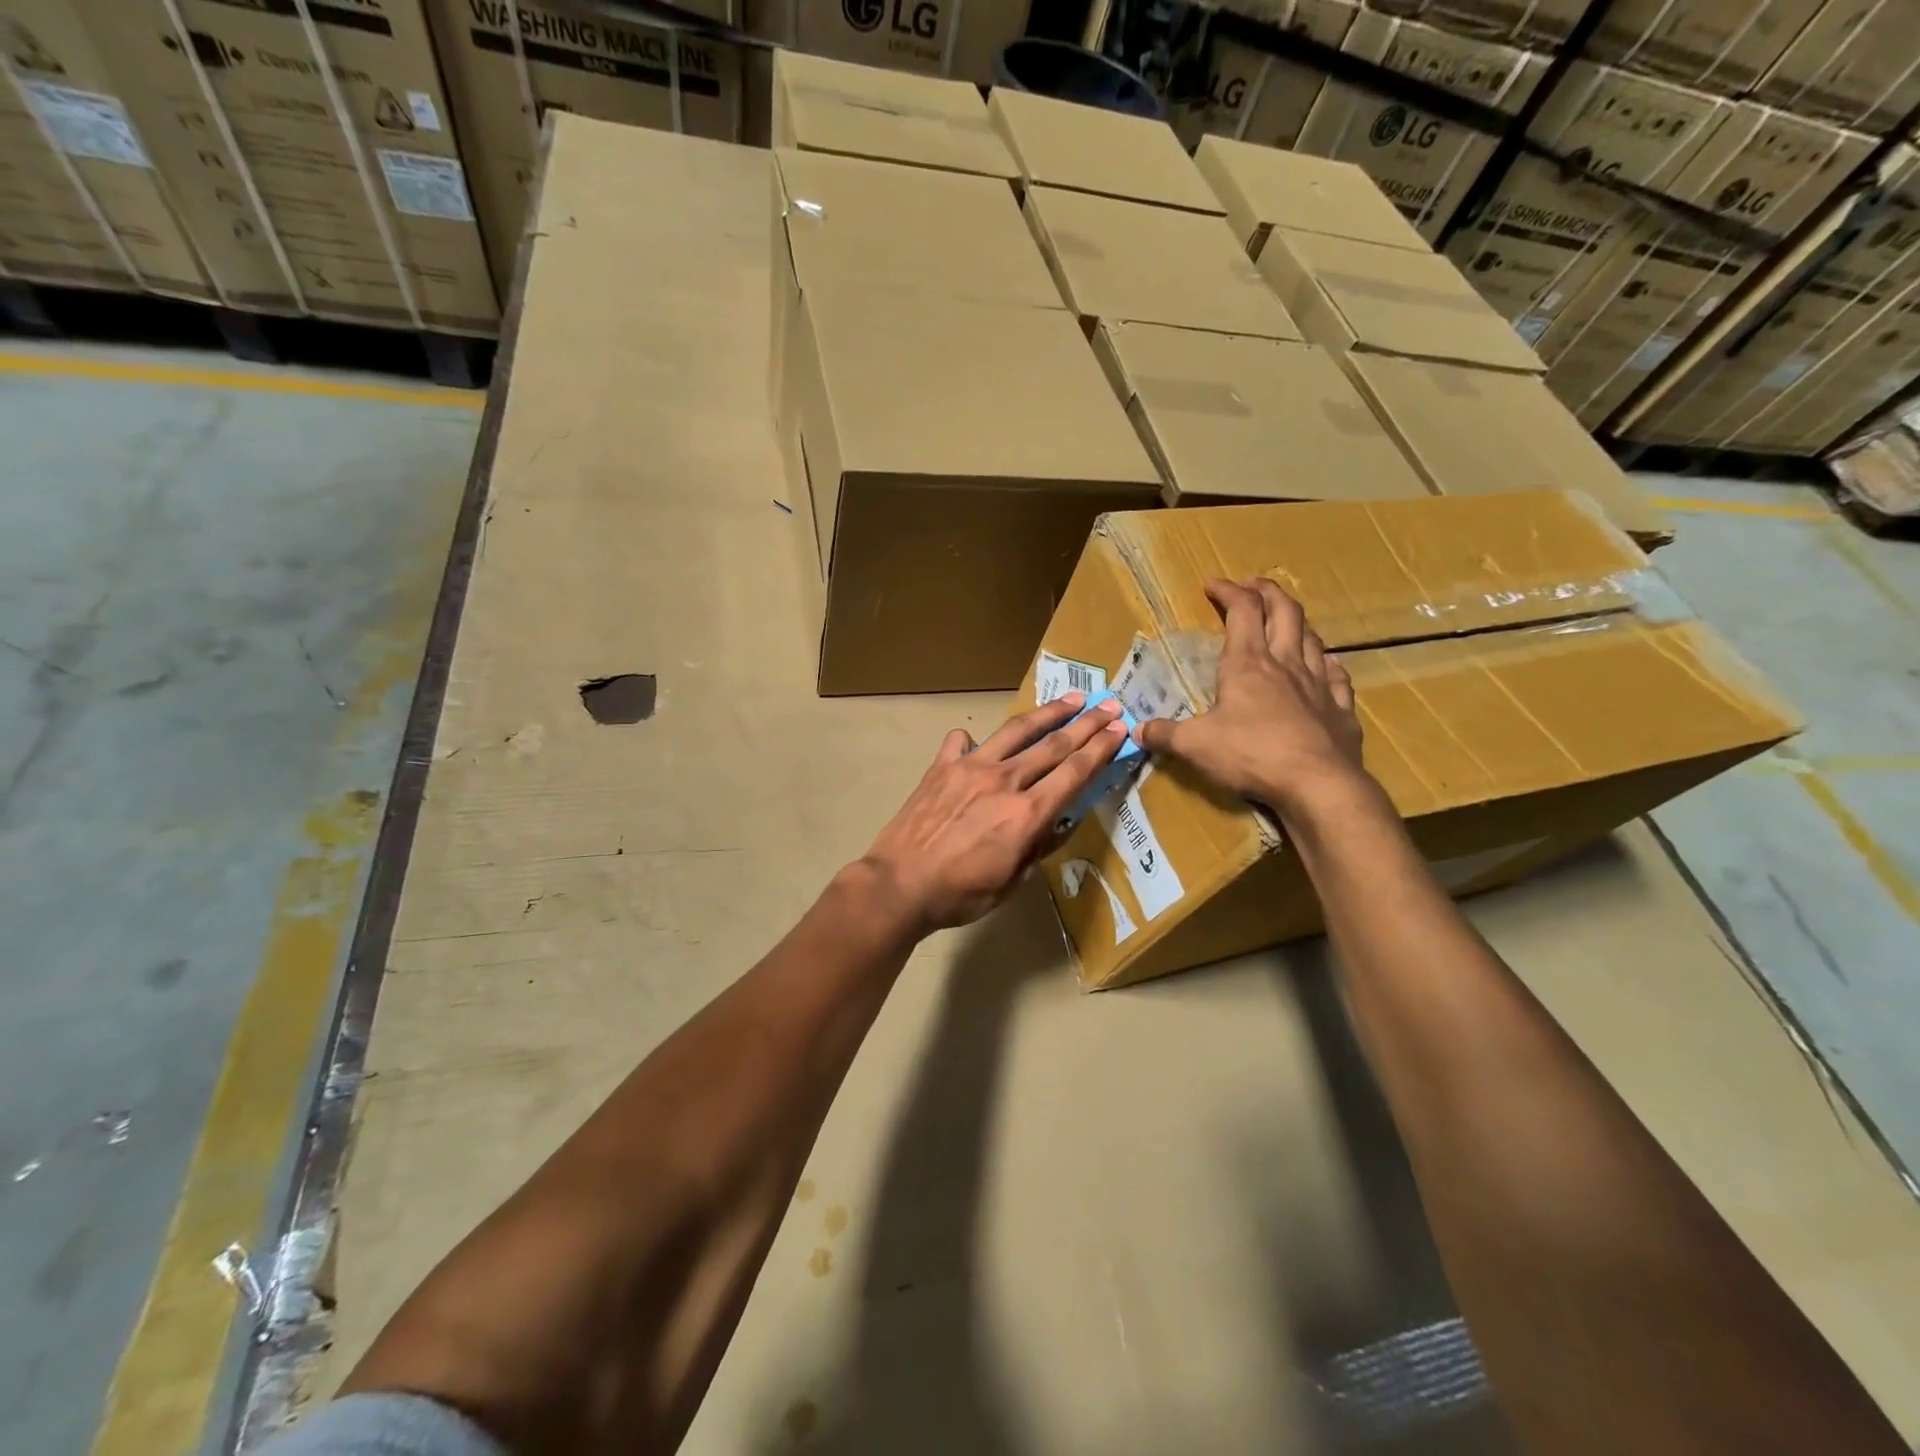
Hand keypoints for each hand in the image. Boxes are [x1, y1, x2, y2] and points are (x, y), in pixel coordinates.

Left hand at [859, 694, 1128, 932]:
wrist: (899, 884)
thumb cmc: (960, 894)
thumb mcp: (1012, 882)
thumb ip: (1037, 848)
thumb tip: (1055, 824)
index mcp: (1027, 813)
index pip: (1074, 772)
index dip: (1101, 748)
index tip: (1120, 729)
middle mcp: (1004, 780)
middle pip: (1054, 744)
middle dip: (1087, 723)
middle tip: (1109, 705)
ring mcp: (970, 767)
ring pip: (1017, 731)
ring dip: (1048, 713)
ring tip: (1071, 699)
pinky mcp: (941, 766)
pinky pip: (962, 741)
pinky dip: (975, 740)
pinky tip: (979, 743)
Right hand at [1138, 577, 1366, 816]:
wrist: (1317, 785)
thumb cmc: (1251, 755)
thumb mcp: (1194, 746)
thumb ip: (1165, 734)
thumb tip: (1138, 730)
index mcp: (1247, 664)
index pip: (1241, 611)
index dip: (1227, 591)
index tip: (1212, 584)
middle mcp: (1286, 664)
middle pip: (1284, 612)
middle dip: (1267, 592)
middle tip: (1253, 585)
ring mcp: (1318, 685)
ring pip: (1312, 638)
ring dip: (1297, 622)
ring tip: (1286, 620)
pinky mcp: (1340, 710)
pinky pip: (1338, 676)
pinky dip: (1328, 664)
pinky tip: (1326, 665)